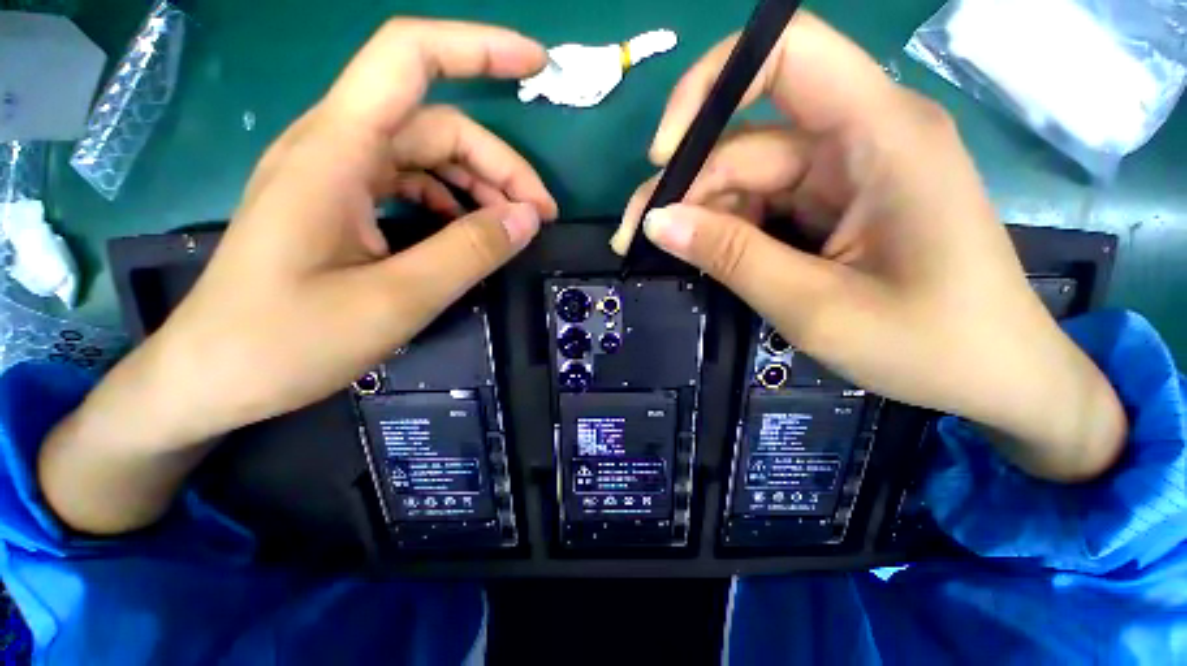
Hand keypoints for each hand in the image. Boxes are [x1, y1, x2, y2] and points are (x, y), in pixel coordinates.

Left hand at [41, 20, 557, 532]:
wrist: (214, 377)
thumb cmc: (287, 342)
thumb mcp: (396, 300)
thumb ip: (469, 253)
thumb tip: (528, 218)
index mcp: (337, 152)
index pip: (410, 59)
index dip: (478, 48)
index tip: (536, 63)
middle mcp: (336, 149)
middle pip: (438, 126)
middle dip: (500, 165)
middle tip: (540, 215)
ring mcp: (337, 178)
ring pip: (428, 156)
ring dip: (480, 185)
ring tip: (514, 227)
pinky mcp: (341, 207)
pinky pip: (410, 184)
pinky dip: (451, 201)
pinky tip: (468, 230)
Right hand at [615, 13, 1124, 481]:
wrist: (995, 375)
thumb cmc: (929, 345)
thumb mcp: (815, 307)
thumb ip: (733, 257)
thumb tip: (659, 223)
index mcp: (880, 135)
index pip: (784, 53)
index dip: (708, 88)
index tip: (662, 158)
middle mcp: (861, 136)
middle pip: (746, 139)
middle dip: (683, 186)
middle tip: (634, 238)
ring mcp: (846, 172)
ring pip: (746, 177)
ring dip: (698, 215)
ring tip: (659, 254)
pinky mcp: (835, 204)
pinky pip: (762, 204)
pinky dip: (725, 230)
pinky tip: (702, 258)